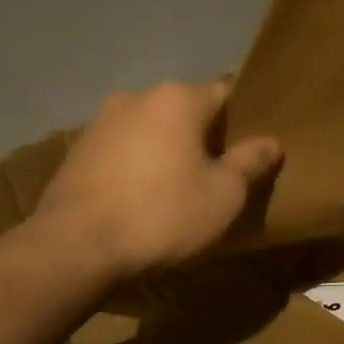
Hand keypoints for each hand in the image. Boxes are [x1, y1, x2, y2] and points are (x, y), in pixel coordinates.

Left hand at [33, 81, 282, 279]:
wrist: (72, 251)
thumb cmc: (161, 215)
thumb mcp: (224, 194)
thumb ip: (251, 162)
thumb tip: (271, 141)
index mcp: (177, 98)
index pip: (226, 92)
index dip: (245, 119)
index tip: (254, 146)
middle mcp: (136, 97)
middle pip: (187, 110)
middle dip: (206, 135)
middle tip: (224, 171)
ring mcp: (100, 123)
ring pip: (153, 129)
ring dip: (170, 150)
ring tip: (183, 187)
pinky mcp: (76, 152)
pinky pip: (125, 150)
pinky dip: (141, 165)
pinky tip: (146, 197)